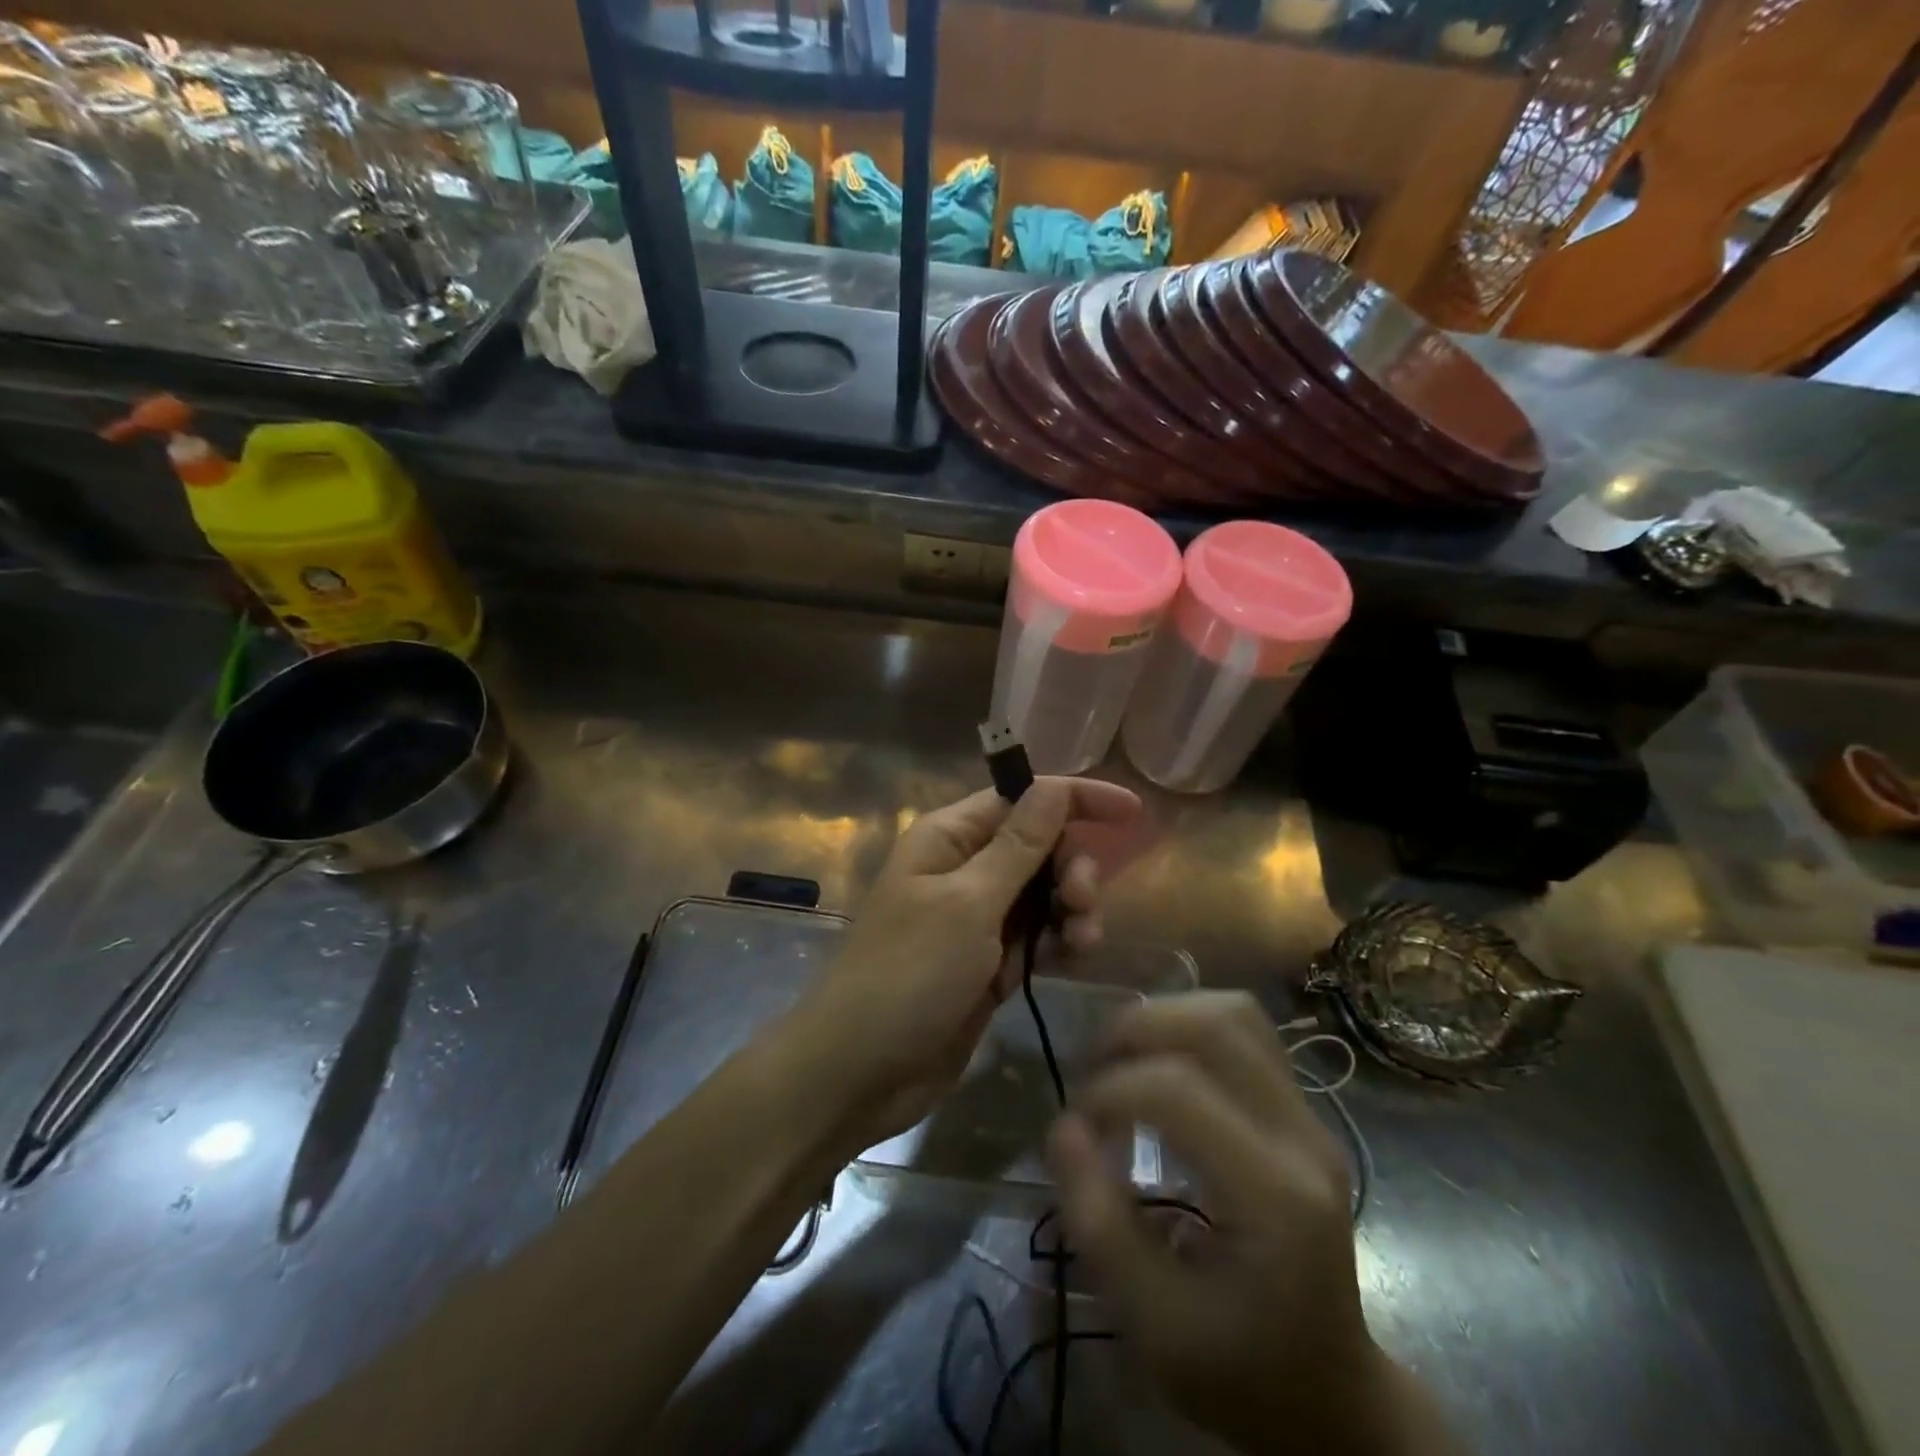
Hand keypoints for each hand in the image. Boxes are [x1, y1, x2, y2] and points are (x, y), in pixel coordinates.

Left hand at [793, 777, 1141, 1150]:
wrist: (862, 1070)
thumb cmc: (910, 973)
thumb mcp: (969, 903)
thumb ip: (1018, 845)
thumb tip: (1054, 785)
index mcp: (949, 837)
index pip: (1022, 798)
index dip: (1076, 798)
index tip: (1131, 811)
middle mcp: (964, 867)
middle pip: (1039, 846)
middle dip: (1072, 866)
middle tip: (1083, 901)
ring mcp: (976, 917)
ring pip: (1044, 893)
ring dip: (1072, 909)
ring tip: (1081, 942)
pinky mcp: (988, 961)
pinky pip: (1037, 936)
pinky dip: (1058, 942)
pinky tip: (1070, 959)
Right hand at [1048, 993, 1457, 1455]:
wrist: (1331, 1394)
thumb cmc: (1240, 1372)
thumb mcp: (1154, 1326)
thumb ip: (1099, 1224)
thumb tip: (1062, 1126)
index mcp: (1275, 1198)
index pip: (1179, 1091)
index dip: (1109, 1091)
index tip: (1076, 1127)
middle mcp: (1304, 1138)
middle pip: (1215, 1027)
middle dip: (1135, 1031)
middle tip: (1092, 1070)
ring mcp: (1313, 1117)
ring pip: (1234, 1013)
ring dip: (1165, 1017)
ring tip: (1123, 1056)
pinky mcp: (1305, 1110)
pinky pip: (1246, 1030)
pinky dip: (1190, 1024)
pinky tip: (1160, 1060)